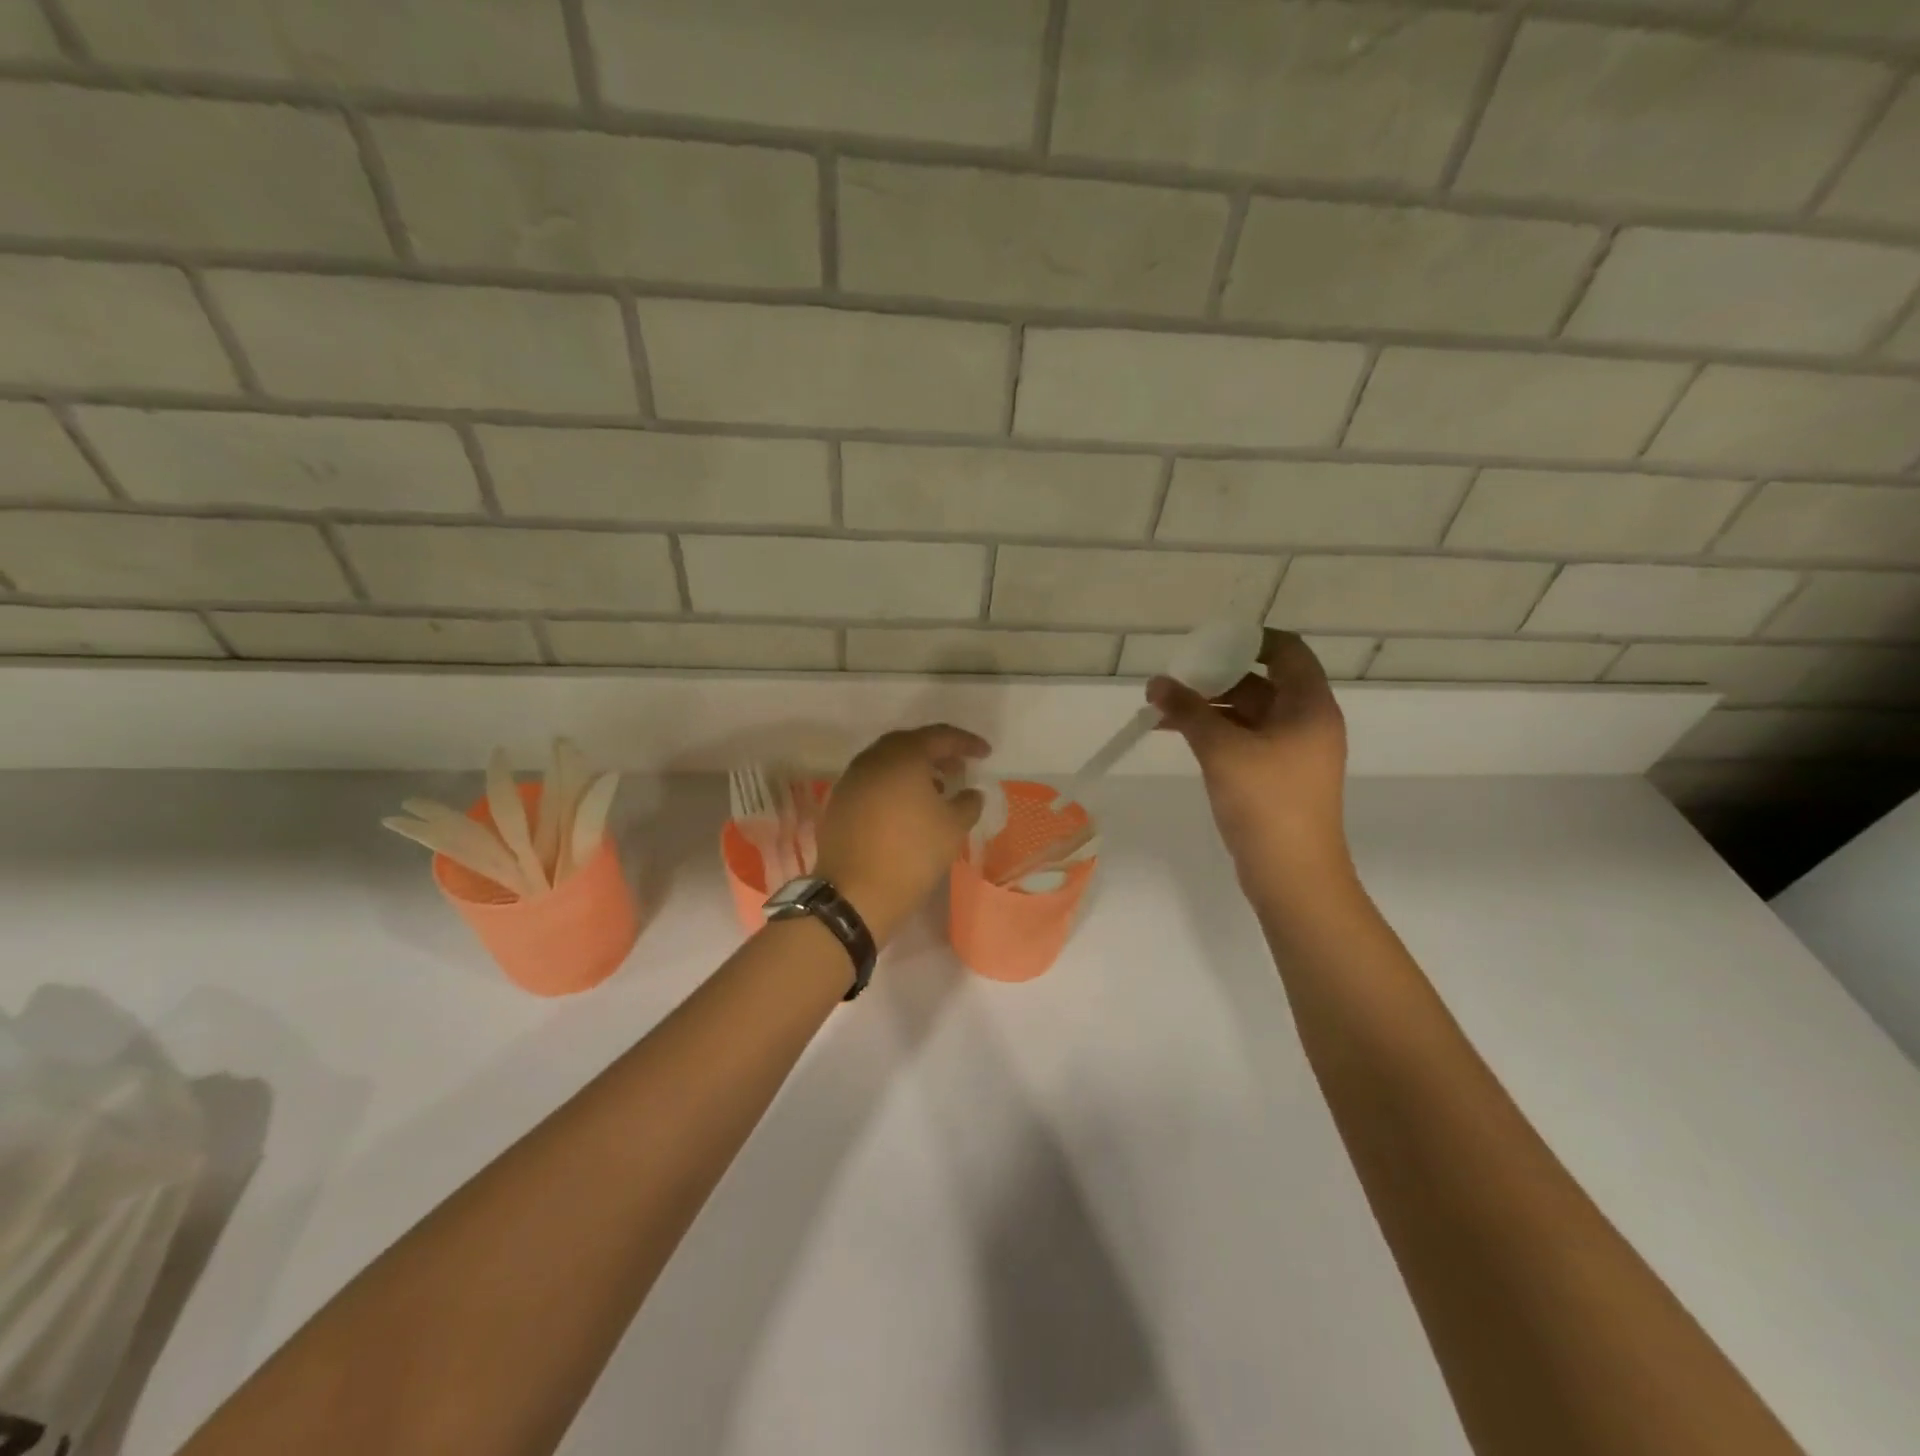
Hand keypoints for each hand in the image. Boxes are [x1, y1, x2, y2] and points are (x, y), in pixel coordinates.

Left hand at [814, 724, 989, 944]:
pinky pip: (873, 782)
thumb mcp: (953, 828)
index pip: (940, 736)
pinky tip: (907, 808)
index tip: (985, 753)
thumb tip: (969, 793)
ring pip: (887, 763)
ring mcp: (851, 780)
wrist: (855, 894)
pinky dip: (893, 786)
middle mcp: (872, 759)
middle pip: (909, 744)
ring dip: (914, 770)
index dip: (966, 743)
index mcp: (902, 756)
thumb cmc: (911, 854)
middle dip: (937, 752)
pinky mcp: (839, 803)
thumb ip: (968, 802)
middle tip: (958, 767)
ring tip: (936, 788)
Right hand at [1149, 630, 1350, 880]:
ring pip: (1248, 714)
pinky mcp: (1278, 776)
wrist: (1293, 875)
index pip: (1286, 650)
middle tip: (1173, 681)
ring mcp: (1293, 752)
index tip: (1207, 644)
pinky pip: (1245, 740)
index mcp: (1309, 705)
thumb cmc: (1266, 803)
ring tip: (1162, 710)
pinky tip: (1178, 736)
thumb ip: (1188, 710)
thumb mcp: (1222, 749)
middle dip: (1215, 678)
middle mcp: (1306, 721)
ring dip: (1209, 708)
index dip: (1248, 640)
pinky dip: (1215, 733)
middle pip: (1261, 682)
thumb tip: (1156, 682)